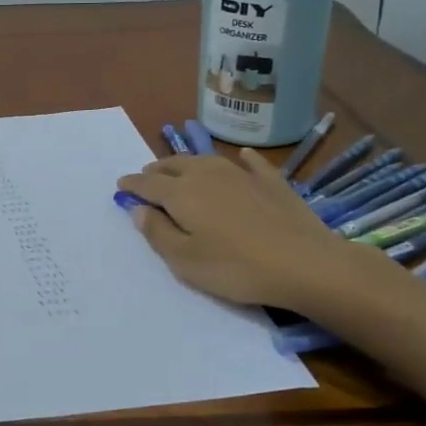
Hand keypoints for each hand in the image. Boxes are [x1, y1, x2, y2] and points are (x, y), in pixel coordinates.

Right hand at [117, 149, 399, 312]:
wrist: (304, 263)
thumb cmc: (235, 267)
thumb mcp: (184, 260)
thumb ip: (157, 232)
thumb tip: (138, 208)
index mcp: (181, 193)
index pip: (148, 183)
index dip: (132, 184)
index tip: (120, 186)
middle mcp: (207, 174)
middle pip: (174, 164)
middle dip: (156, 169)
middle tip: (147, 177)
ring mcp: (242, 174)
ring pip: (206, 159)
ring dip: (187, 162)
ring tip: (180, 169)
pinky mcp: (272, 181)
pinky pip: (249, 162)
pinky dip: (239, 159)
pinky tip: (241, 158)